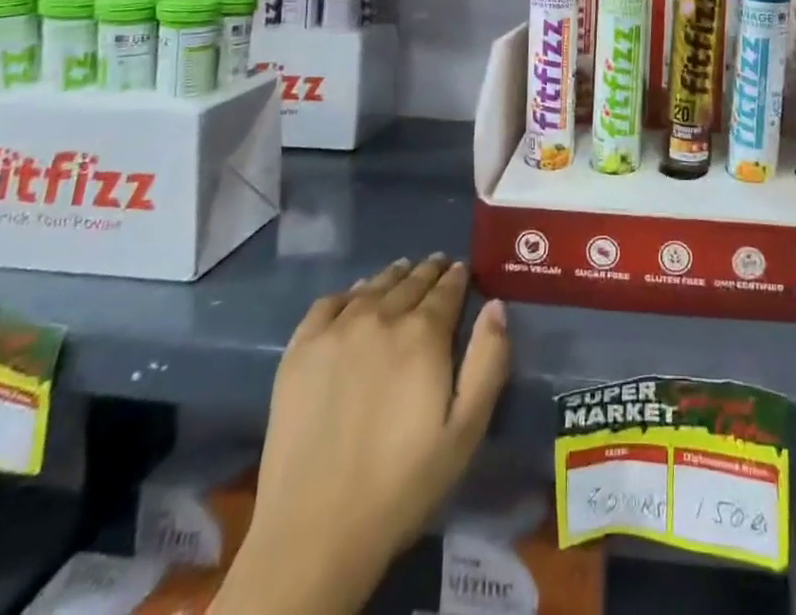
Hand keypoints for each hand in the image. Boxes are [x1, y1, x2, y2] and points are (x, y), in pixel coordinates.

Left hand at [215, 257, 509, 614]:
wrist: (315, 532)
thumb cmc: (402, 486)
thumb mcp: (466, 431)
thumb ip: (488, 361)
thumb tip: (496, 306)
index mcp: (423, 334)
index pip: (446, 290)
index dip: (457, 277)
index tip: (461, 269)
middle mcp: (380, 317)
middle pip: (410, 282)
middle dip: (428, 271)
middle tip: (437, 264)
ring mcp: (335, 330)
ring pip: (372, 286)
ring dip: (393, 276)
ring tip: (403, 271)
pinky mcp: (299, 350)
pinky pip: (329, 302)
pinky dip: (349, 292)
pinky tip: (355, 297)